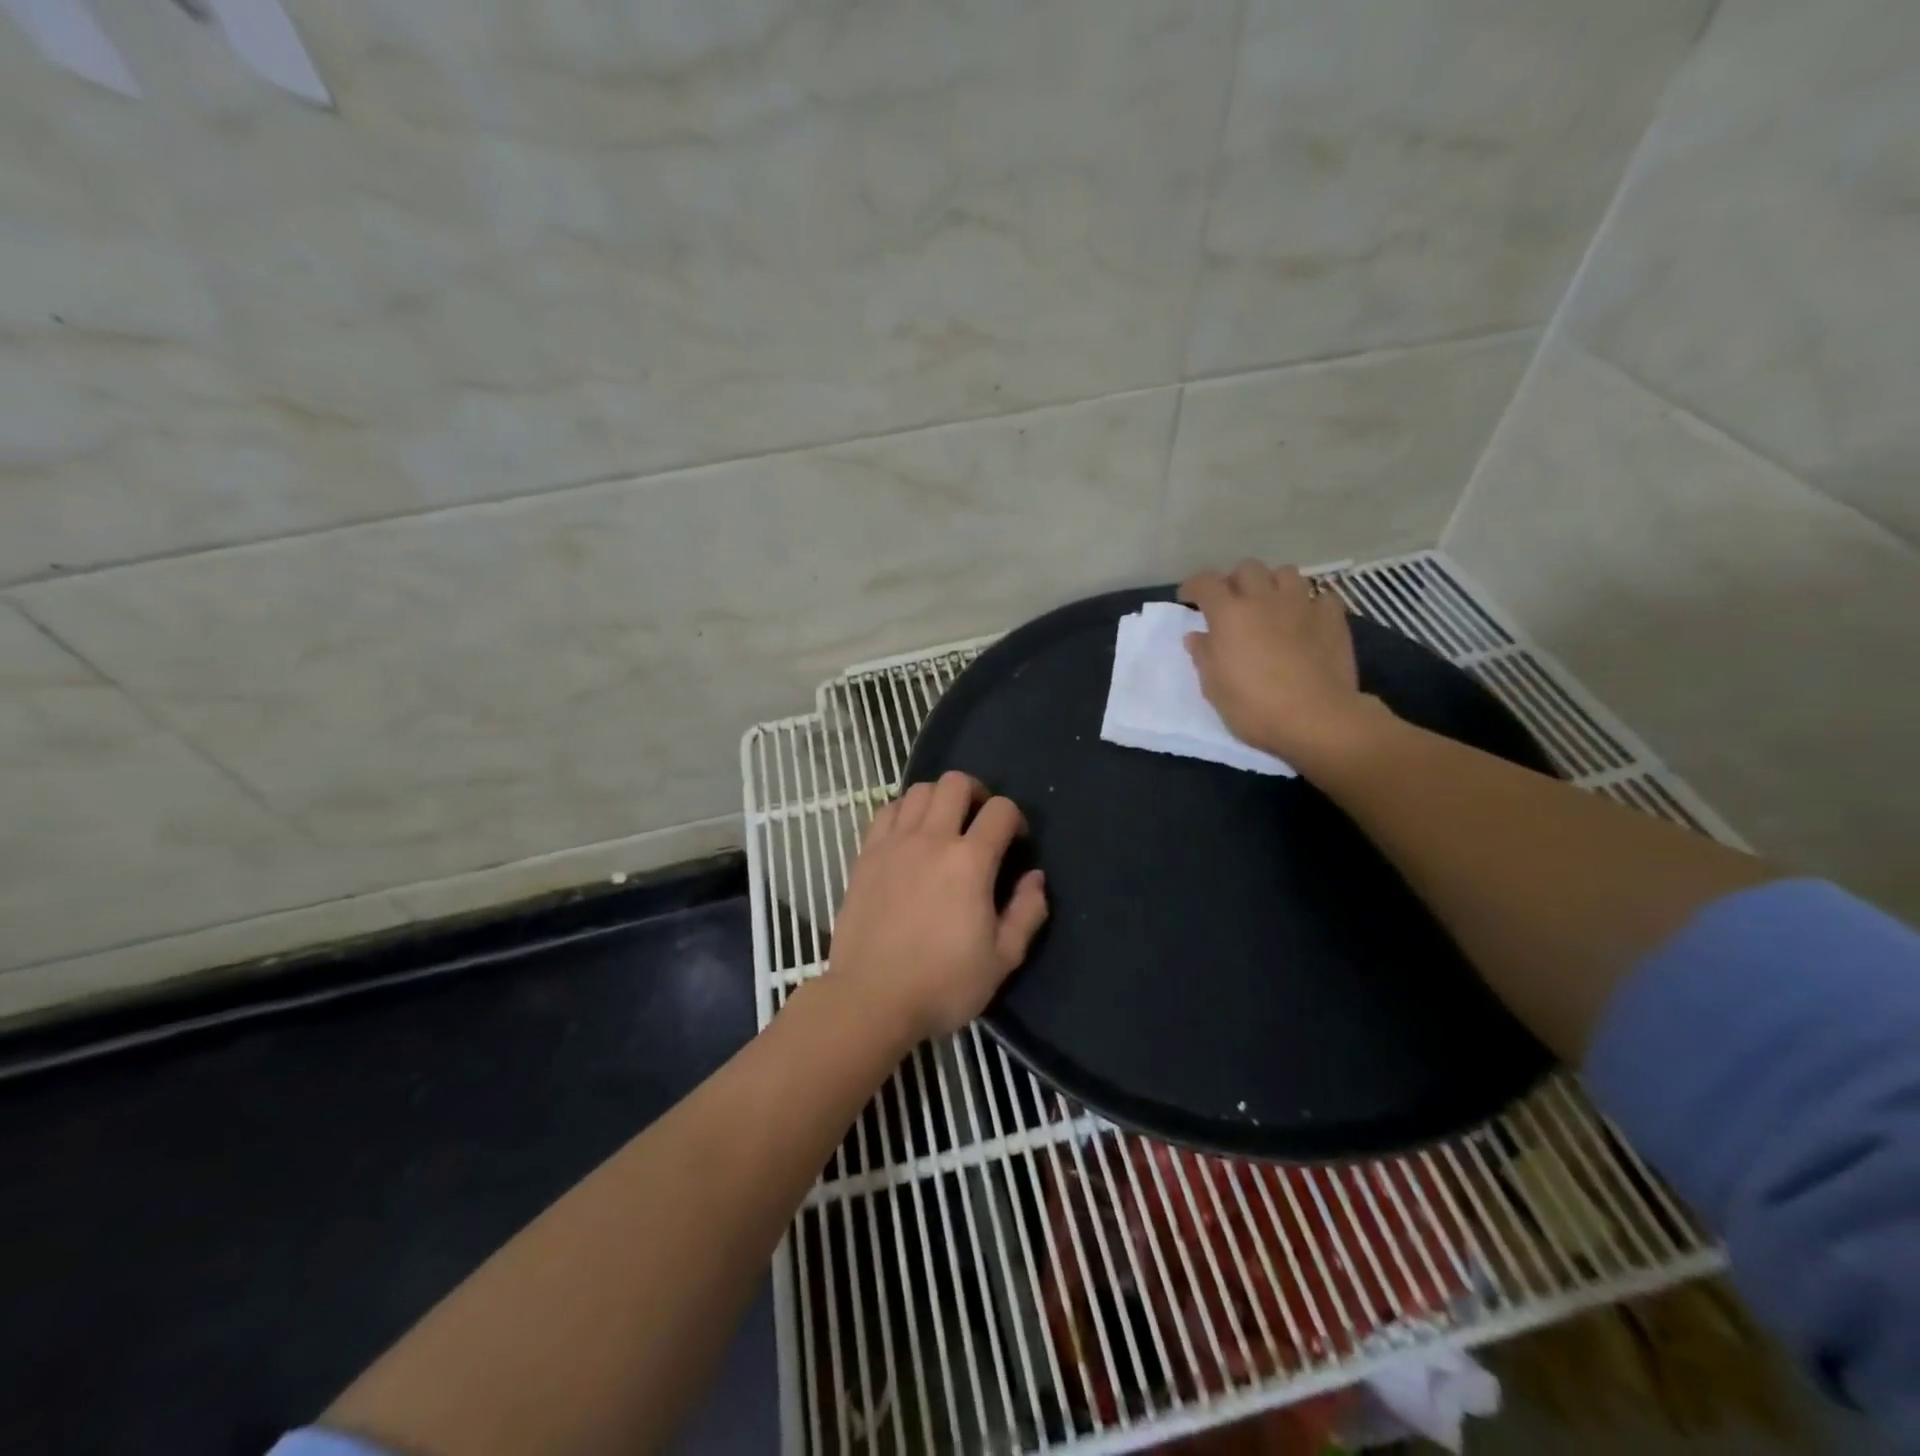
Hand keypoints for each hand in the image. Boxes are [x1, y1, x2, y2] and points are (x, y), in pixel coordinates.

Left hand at [830, 771, 1048, 1044]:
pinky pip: (886, 811)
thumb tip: (1036, 878)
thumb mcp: (1003, 960)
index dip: (1015, 819)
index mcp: (970, 862)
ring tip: (944, 826)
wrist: (871, 999)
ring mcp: (893, 844)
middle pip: (955, 783)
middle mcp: (931, 840)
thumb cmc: (943, 984)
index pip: (1001, 810)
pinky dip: (903, 811)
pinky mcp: (865, 855)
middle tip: (980, 822)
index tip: (1016, 843)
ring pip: (918, 790)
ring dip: (939, 799)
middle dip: (977, 794)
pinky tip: (909, 836)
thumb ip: (1027, 913)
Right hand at [1180, 561, 1376, 764]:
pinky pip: (1320, 596)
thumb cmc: (1254, 708)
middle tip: (1231, 603)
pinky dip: (1309, 603)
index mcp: (1229, 615)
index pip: (1206, 583)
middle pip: (1247, 569)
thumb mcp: (1214, 688)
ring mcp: (1302, 605)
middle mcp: (1264, 599)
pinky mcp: (1333, 618)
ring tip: (1270, 604)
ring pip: (1285, 573)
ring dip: (1272, 584)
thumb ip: (1204, 656)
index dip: (1193, 586)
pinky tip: (1306, 619)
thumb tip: (1197, 636)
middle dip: (1235, 581)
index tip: (1188, 598)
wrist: (1316, 719)